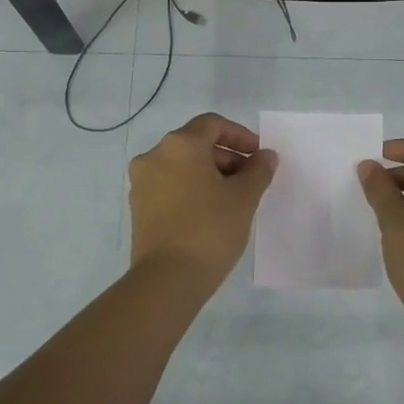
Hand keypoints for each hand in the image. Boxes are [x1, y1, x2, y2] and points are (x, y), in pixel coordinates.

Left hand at [128, 113, 277, 284]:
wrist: (168, 279)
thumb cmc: (210, 229)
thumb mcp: (244, 198)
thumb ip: (258, 170)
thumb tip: (265, 156)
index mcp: (180, 145)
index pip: (212, 124)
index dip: (240, 136)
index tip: (259, 156)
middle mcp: (155, 155)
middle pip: (196, 144)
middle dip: (227, 157)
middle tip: (251, 180)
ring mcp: (142, 182)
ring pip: (182, 166)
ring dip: (210, 174)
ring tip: (233, 199)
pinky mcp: (138, 207)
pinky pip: (170, 185)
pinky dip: (191, 189)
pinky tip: (210, 212)